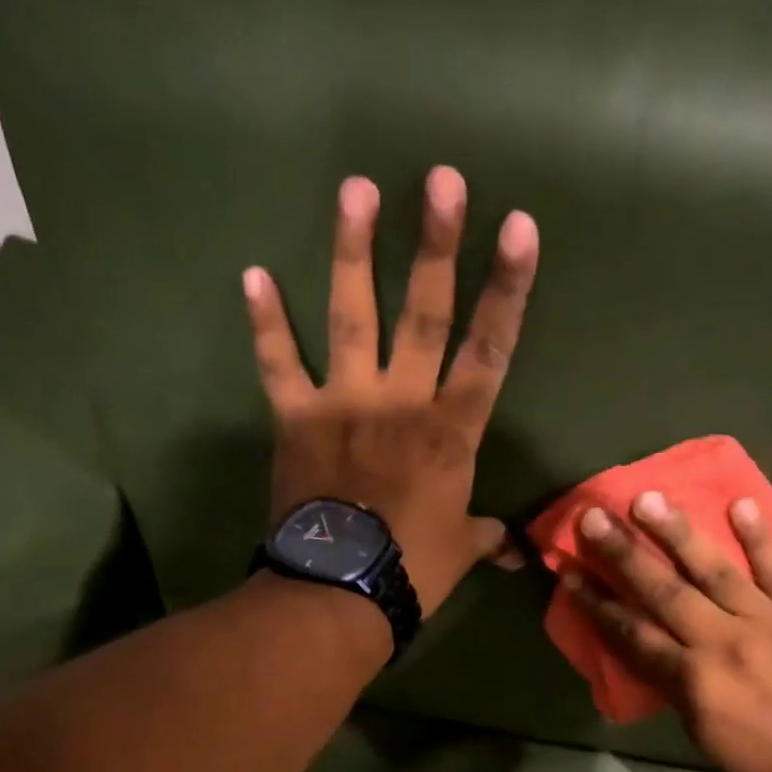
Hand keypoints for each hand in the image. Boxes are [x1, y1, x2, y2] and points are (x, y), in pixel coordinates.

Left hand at [244, 167, 539, 615]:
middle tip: (441, 179)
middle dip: (437, 244)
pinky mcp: (296, 417)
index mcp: (451, 431)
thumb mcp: (461, 550)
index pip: (490, 349)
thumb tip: (519, 553)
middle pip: (424, 313)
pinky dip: (265, 322)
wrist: (338, 592)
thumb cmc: (413, 569)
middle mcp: (402, 401)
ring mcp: (344, 402)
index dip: (507, 288)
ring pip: (352, 316)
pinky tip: (252, 273)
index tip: (518, 227)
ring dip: (353, 251)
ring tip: (356, 189)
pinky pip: (278, 363)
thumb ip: (489, 537)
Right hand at [563, 492, 771, 771]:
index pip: (632, 632)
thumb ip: (672, 679)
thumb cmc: (756, 760)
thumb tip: (651, 639)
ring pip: (714, 569)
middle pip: (663, 591)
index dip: (596, 602)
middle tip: (593, 516)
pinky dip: (760, 536)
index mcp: (692, 680)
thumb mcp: (698, 728)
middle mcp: (722, 643)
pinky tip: (739, 503)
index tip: (569, 570)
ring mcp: (766, 622)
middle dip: (623, 553)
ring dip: (677, 532)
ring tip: (648, 498)